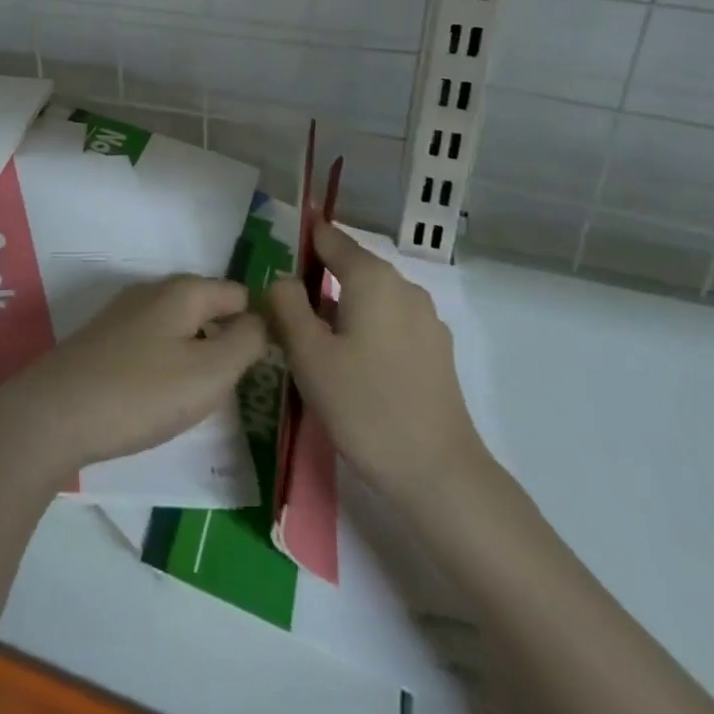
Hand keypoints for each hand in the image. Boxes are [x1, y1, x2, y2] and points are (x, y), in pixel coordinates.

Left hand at [0, 274, 265, 484]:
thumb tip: (260, 321)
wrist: (54, 414)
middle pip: (207, 308)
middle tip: (230, 389)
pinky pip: (152, 343)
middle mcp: (153, 291)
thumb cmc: (141, 393)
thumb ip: (245, 342)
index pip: (238, 294)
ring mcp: (124, 313)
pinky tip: (157, 398)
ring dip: (194, 356)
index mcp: (183, 291)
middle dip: (224, 342)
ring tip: (196, 399)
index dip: (256, 326)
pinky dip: (164, 365)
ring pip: (179, 327)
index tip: (260, 368)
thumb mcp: (209, 373)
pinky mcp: (104, 339)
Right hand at [266, 222, 485, 506]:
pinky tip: (352, 368)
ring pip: (371, 298)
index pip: (330, 238)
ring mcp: (426, 319)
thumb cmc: (365, 407)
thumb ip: (287, 305)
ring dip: (341, 310)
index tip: (274, 255)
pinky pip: (390, 323)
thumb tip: (282, 278)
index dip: (301, 241)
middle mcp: (404, 286)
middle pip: (351, 268)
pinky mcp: (436, 351)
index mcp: (372, 278)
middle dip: (317, 281)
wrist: (440, 475)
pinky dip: (366, 331)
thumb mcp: (309, 355)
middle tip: (284, 312)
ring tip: (313, 345)